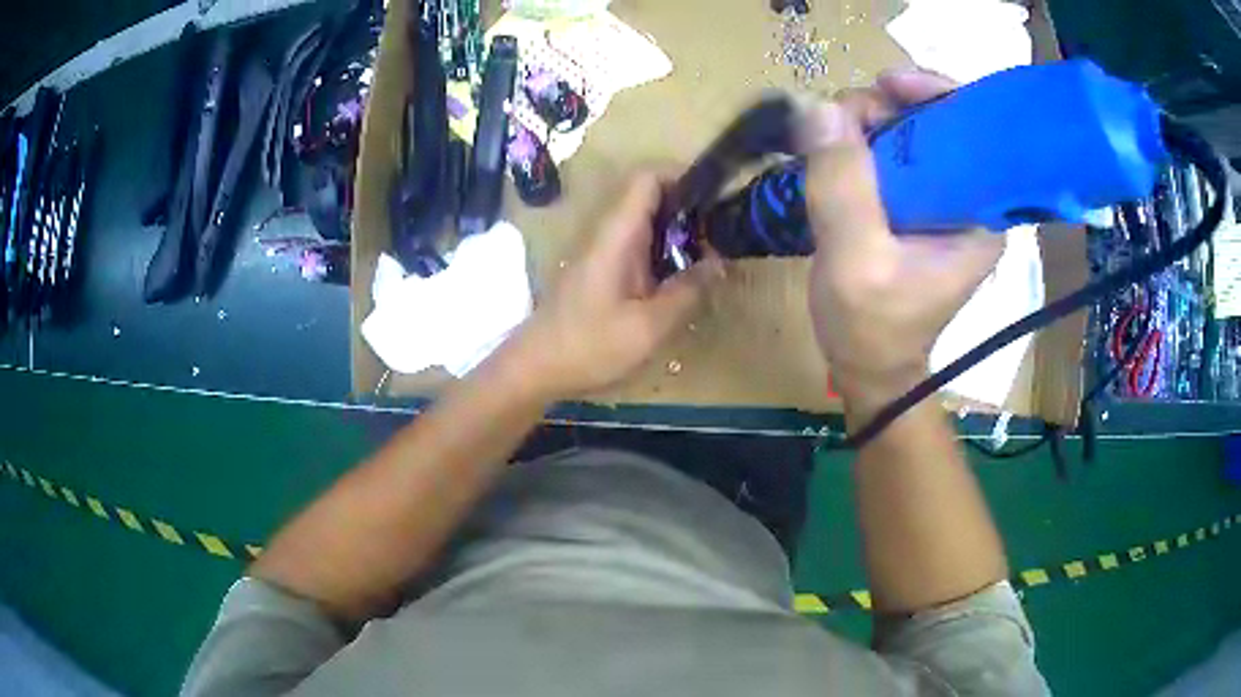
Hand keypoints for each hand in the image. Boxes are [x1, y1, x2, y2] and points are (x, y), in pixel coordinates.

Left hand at [509, 173, 723, 400]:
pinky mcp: (602, 270)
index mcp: (618, 234)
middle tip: (722, 236)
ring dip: (679, 233)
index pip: (648, 178)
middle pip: (651, 197)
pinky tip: (683, 279)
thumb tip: (719, 262)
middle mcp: (609, 232)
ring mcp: (604, 250)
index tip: (717, 200)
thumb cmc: (589, 346)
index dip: (683, 177)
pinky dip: (664, 252)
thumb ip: (687, 291)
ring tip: (711, 257)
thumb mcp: (648, 327)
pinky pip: (639, 246)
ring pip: (647, 223)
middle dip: (689, 208)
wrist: (535, 367)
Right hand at [802, 70, 1004, 420]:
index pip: (974, 128)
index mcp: (981, 214)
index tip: (884, 85)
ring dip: (871, 122)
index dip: (933, 93)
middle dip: (891, 106)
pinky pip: (894, 156)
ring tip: (832, 134)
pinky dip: (864, 142)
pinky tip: (838, 148)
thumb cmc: (872, 328)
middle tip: (842, 116)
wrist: (871, 370)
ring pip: (913, 134)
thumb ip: (843, 183)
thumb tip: (818, 105)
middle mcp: (971, 200)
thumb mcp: (856, 259)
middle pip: (940, 122)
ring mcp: (943, 203)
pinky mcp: (918, 208)